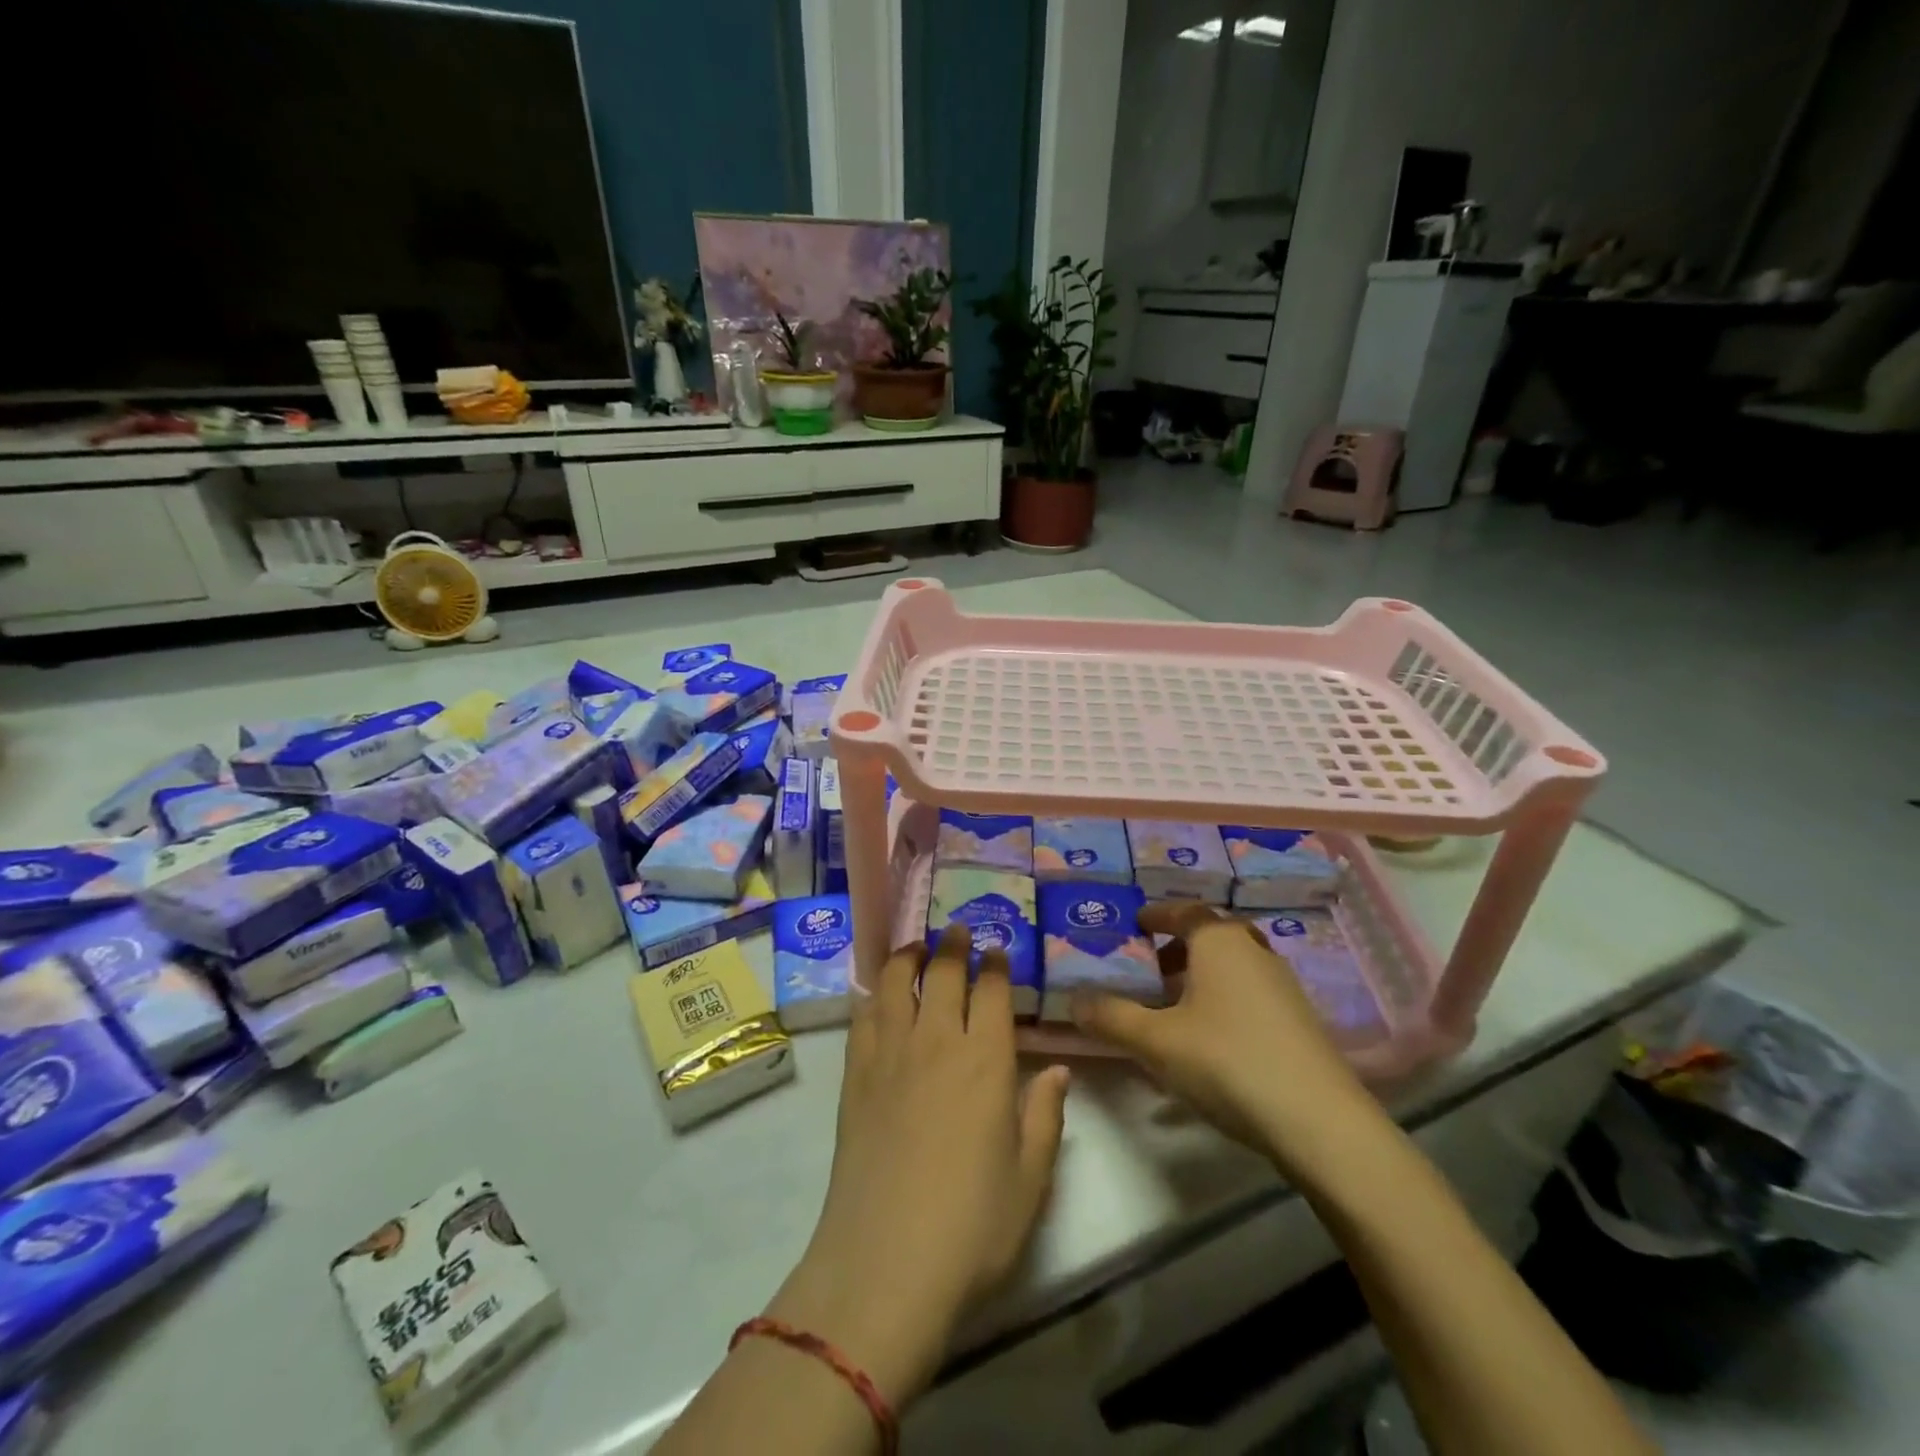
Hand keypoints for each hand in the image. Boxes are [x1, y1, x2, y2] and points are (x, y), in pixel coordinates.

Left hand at [767, 926, 1069, 1406]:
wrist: (886, 1263)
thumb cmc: (972, 1226)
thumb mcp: (1030, 1178)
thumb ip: (1045, 1116)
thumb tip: (1058, 1069)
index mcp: (986, 1061)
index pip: (992, 991)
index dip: (995, 964)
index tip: (997, 948)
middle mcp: (938, 1041)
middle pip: (942, 973)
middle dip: (952, 945)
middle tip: (957, 930)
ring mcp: (890, 1054)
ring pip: (896, 982)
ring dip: (907, 955)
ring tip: (915, 945)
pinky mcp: (854, 1075)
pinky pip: (863, 1016)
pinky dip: (872, 992)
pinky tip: (876, 990)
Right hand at [1070, 903, 1377, 1167]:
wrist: (1320, 1122)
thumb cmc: (1228, 1061)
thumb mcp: (1156, 1041)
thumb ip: (1111, 1017)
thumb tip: (1073, 1000)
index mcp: (1219, 941)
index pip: (1185, 911)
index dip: (1157, 915)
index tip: (1135, 924)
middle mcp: (1254, 952)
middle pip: (1211, 937)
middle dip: (1177, 948)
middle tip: (1149, 968)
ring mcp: (1283, 987)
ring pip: (1233, 967)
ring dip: (1201, 978)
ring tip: (1172, 1008)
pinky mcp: (1300, 1022)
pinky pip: (1250, 995)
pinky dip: (1224, 1002)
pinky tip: (1209, 1042)